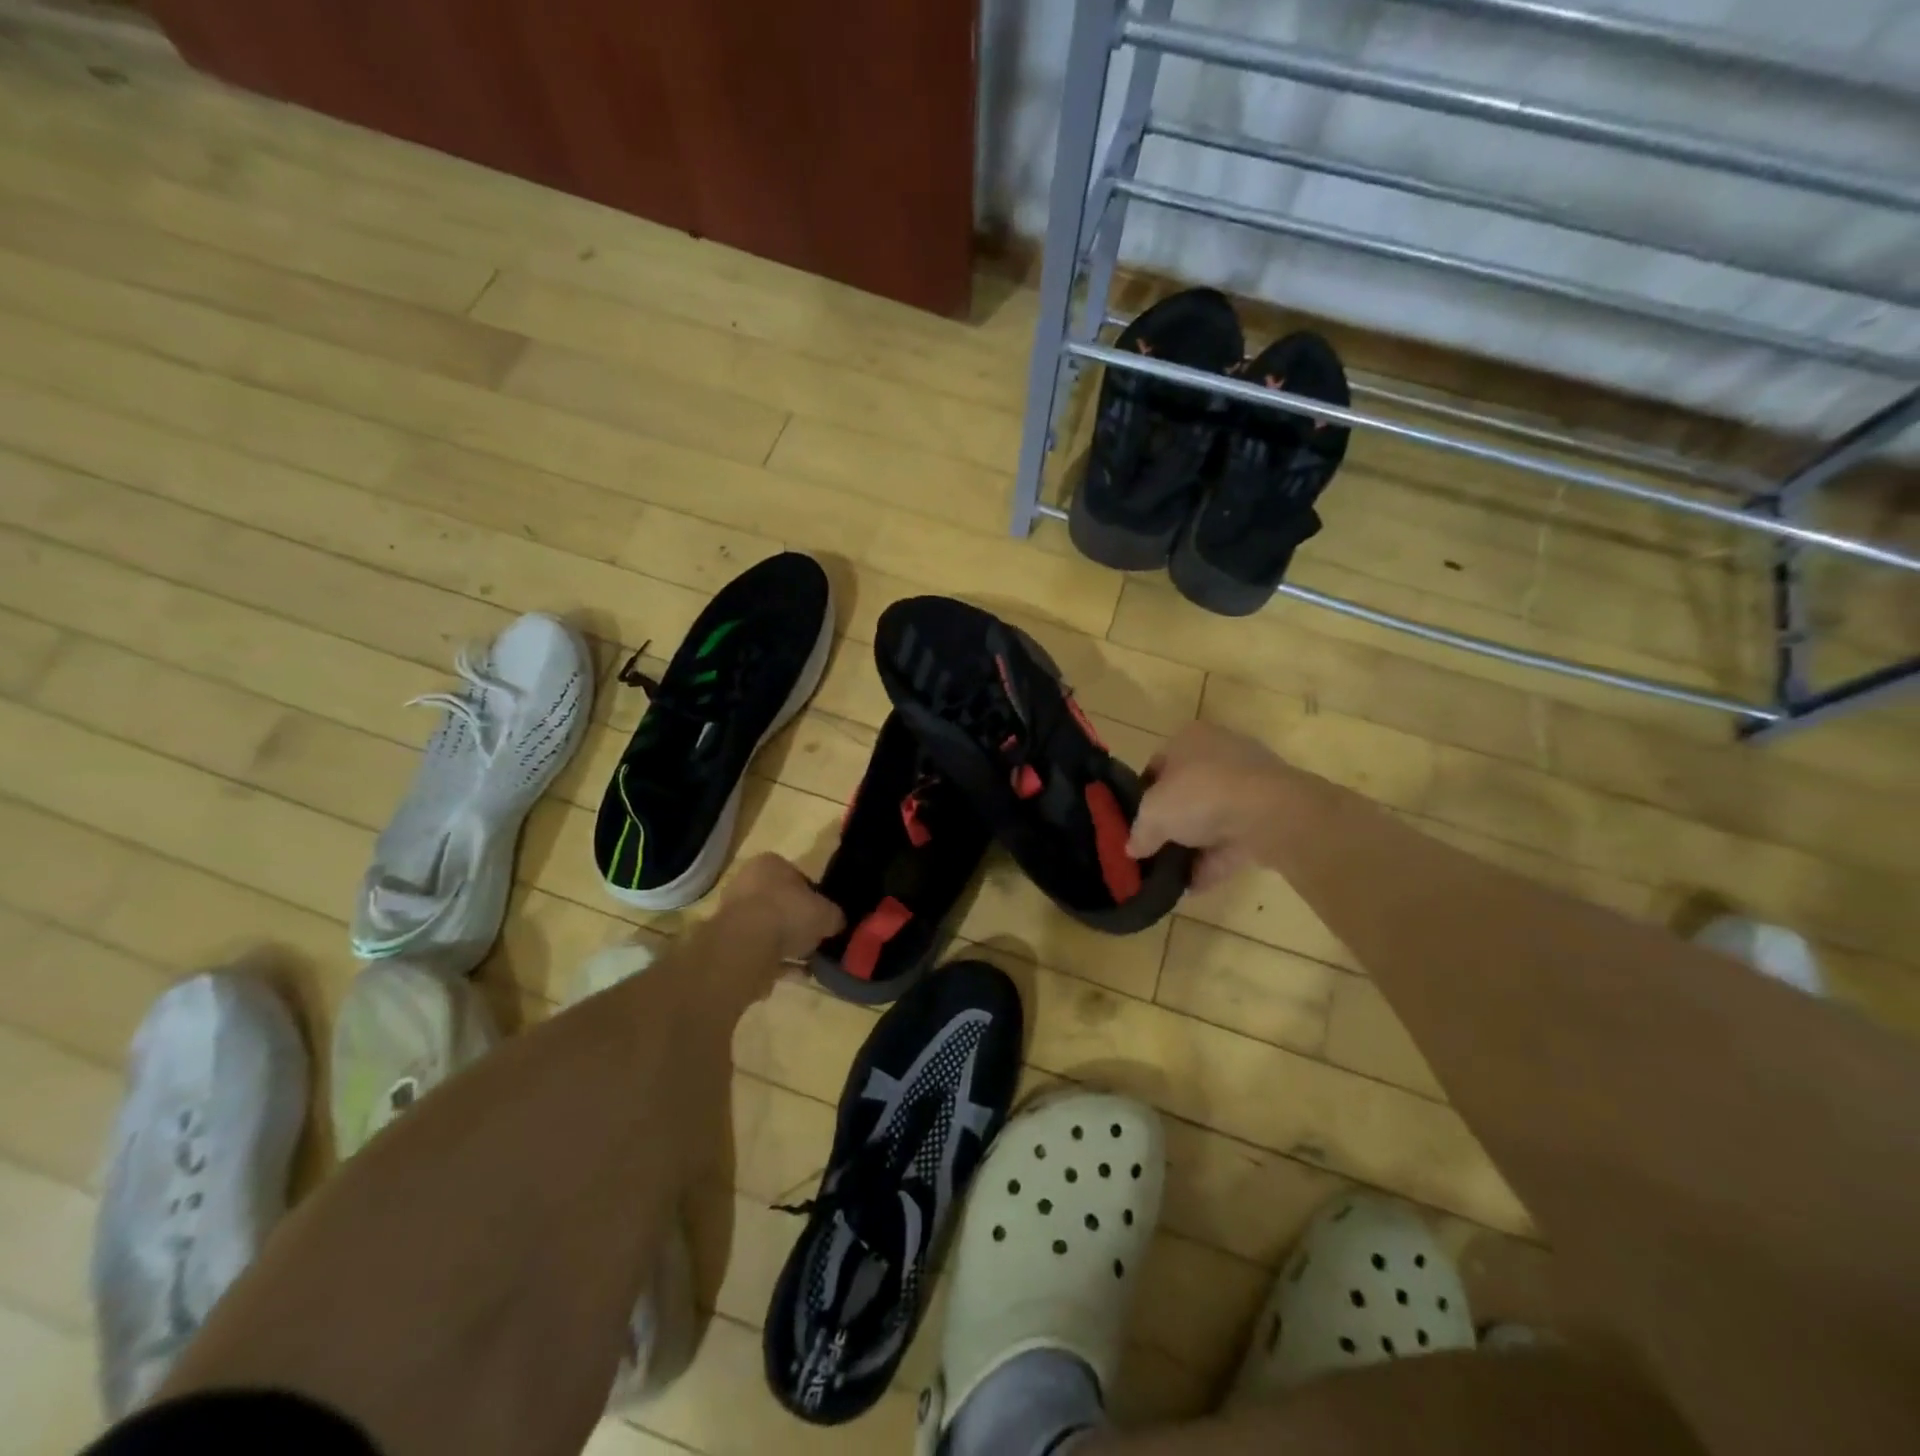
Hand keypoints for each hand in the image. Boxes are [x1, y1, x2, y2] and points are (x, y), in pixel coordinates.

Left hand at [721, 853, 844, 961]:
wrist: (747, 944)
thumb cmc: (789, 912)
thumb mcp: (827, 913)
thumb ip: (834, 917)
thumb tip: (836, 923)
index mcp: (770, 864)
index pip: (797, 877)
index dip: (814, 897)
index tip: (824, 916)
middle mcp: (747, 883)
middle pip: (780, 903)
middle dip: (797, 922)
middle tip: (815, 939)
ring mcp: (734, 914)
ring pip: (768, 929)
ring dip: (787, 945)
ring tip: (809, 962)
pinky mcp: (728, 943)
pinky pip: (760, 951)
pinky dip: (777, 962)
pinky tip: (796, 974)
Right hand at [1128, 723, 1292, 892]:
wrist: (1271, 813)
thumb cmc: (1201, 795)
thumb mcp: (1153, 814)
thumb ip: (1140, 832)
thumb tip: (1133, 848)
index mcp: (1188, 738)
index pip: (1157, 765)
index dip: (1143, 796)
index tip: (1137, 823)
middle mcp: (1220, 752)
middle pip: (1186, 791)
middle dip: (1172, 822)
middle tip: (1155, 849)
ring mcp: (1250, 783)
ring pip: (1213, 816)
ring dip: (1194, 845)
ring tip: (1172, 874)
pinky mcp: (1270, 813)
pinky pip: (1234, 838)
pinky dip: (1216, 860)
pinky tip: (1196, 885)